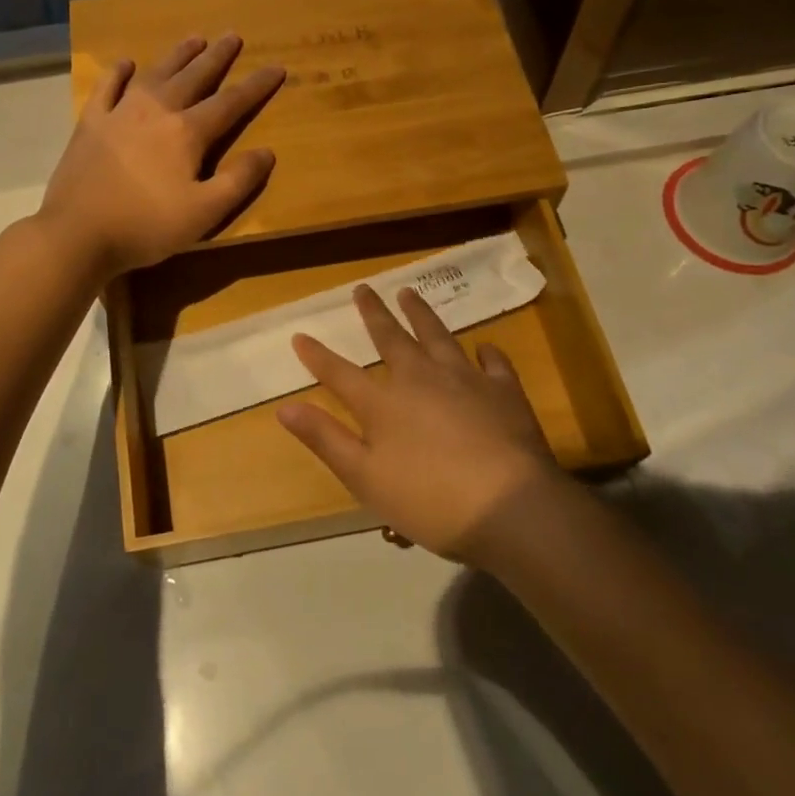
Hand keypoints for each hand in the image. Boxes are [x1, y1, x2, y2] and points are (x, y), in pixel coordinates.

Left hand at [39, 35, 284, 278]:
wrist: (77, 233)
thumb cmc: (146, 226)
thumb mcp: (204, 213)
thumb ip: (238, 181)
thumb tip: (266, 152)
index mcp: (187, 132)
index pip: (231, 102)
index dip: (256, 86)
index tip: (276, 67)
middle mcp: (156, 111)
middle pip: (194, 77)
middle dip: (217, 57)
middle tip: (232, 36)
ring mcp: (119, 113)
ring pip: (155, 73)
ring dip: (177, 55)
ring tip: (194, 39)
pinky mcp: (90, 123)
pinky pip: (107, 87)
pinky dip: (118, 73)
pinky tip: (126, 63)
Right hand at [277, 286, 564, 561]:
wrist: (509, 506)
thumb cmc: (429, 500)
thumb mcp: (365, 478)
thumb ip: (325, 439)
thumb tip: (285, 407)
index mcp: (384, 403)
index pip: (341, 373)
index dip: (318, 356)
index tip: (300, 336)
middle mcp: (421, 379)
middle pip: (391, 338)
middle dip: (373, 314)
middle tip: (363, 289)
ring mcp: (465, 380)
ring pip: (437, 336)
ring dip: (421, 314)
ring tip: (409, 293)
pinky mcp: (503, 391)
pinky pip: (493, 363)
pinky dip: (486, 353)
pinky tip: (484, 348)